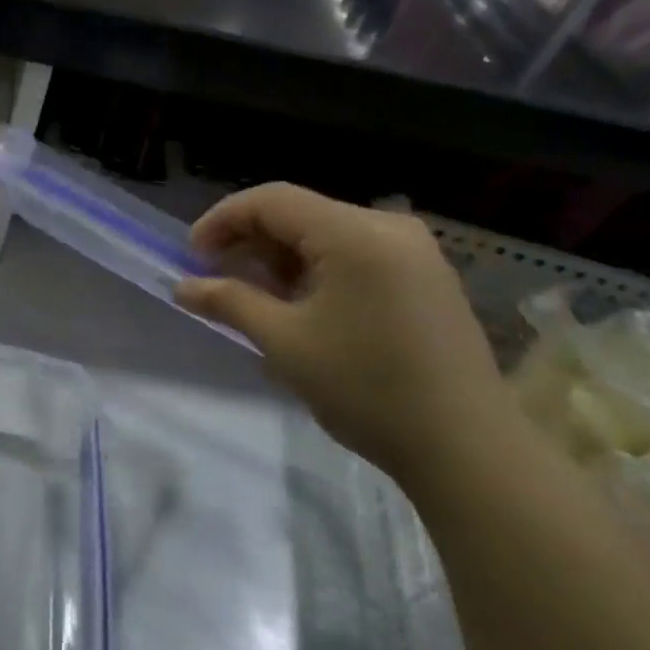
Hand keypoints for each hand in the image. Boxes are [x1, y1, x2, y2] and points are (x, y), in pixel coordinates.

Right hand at [176, 184, 519, 481]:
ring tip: (253, 298)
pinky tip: (301, 307)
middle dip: (251, 242)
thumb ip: (229, 302)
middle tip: (216, 279)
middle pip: (301, 214)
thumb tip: (182, 287)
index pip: (272, 200)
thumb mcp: (285, 342)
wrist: (467, 449)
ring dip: (282, 259)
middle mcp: (388, 227)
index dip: (223, 220)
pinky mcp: (426, 279)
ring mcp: (415, 252)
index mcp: (355, 232)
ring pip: (327, 236)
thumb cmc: (366, 388)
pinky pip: (356, 256)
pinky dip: (318, 272)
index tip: (192, 256)